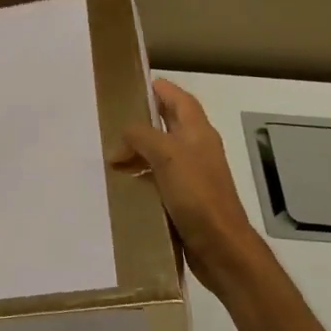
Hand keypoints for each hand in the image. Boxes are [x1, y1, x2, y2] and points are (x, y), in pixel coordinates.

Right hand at [113, 78, 266, 296]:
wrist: (219, 246)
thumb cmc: (198, 195)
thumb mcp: (167, 156)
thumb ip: (142, 137)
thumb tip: (119, 142)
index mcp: (199, 134)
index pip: (181, 101)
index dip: (164, 90)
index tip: (140, 84)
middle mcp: (197, 151)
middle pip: (170, 126)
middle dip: (145, 120)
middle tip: (114, 119)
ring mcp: (192, 177)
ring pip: (161, 154)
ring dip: (139, 151)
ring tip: (111, 154)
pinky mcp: (184, 201)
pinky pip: (158, 180)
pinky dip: (140, 177)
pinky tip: (123, 184)